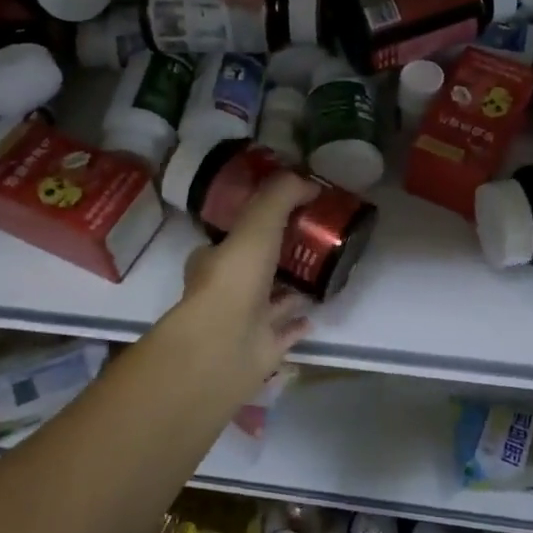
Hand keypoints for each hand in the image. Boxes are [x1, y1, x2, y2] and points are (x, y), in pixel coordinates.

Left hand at [160, 172, 317, 400]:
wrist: (223, 347)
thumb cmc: (234, 279)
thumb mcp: (257, 224)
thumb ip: (280, 197)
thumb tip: (308, 181)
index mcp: (213, 259)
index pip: (232, 237)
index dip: (253, 225)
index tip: (283, 214)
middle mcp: (225, 291)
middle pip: (252, 269)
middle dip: (275, 258)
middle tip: (308, 243)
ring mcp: (243, 323)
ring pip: (269, 301)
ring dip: (289, 290)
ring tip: (319, 274)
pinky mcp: (261, 350)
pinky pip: (284, 332)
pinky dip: (298, 323)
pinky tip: (315, 314)